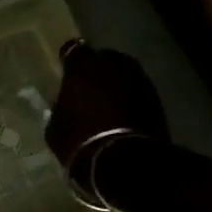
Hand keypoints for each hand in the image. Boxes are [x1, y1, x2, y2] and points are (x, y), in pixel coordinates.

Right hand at [45, 40, 168, 166]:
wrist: (124, 161)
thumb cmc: (80, 141)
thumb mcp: (55, 128)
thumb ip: (60, 109)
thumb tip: (65, 107)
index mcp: (83, 67)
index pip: (73, 49)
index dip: (70, 59)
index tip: (67, 70)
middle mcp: (112, 64)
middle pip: (104, 57)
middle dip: (98, 68)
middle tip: (90, 86)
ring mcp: (138, 78)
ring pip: (125, 72)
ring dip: (117, 82)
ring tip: (110, 100)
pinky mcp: (156, 97)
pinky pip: (139, 90)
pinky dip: (132, 97)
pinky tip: (126, 113)